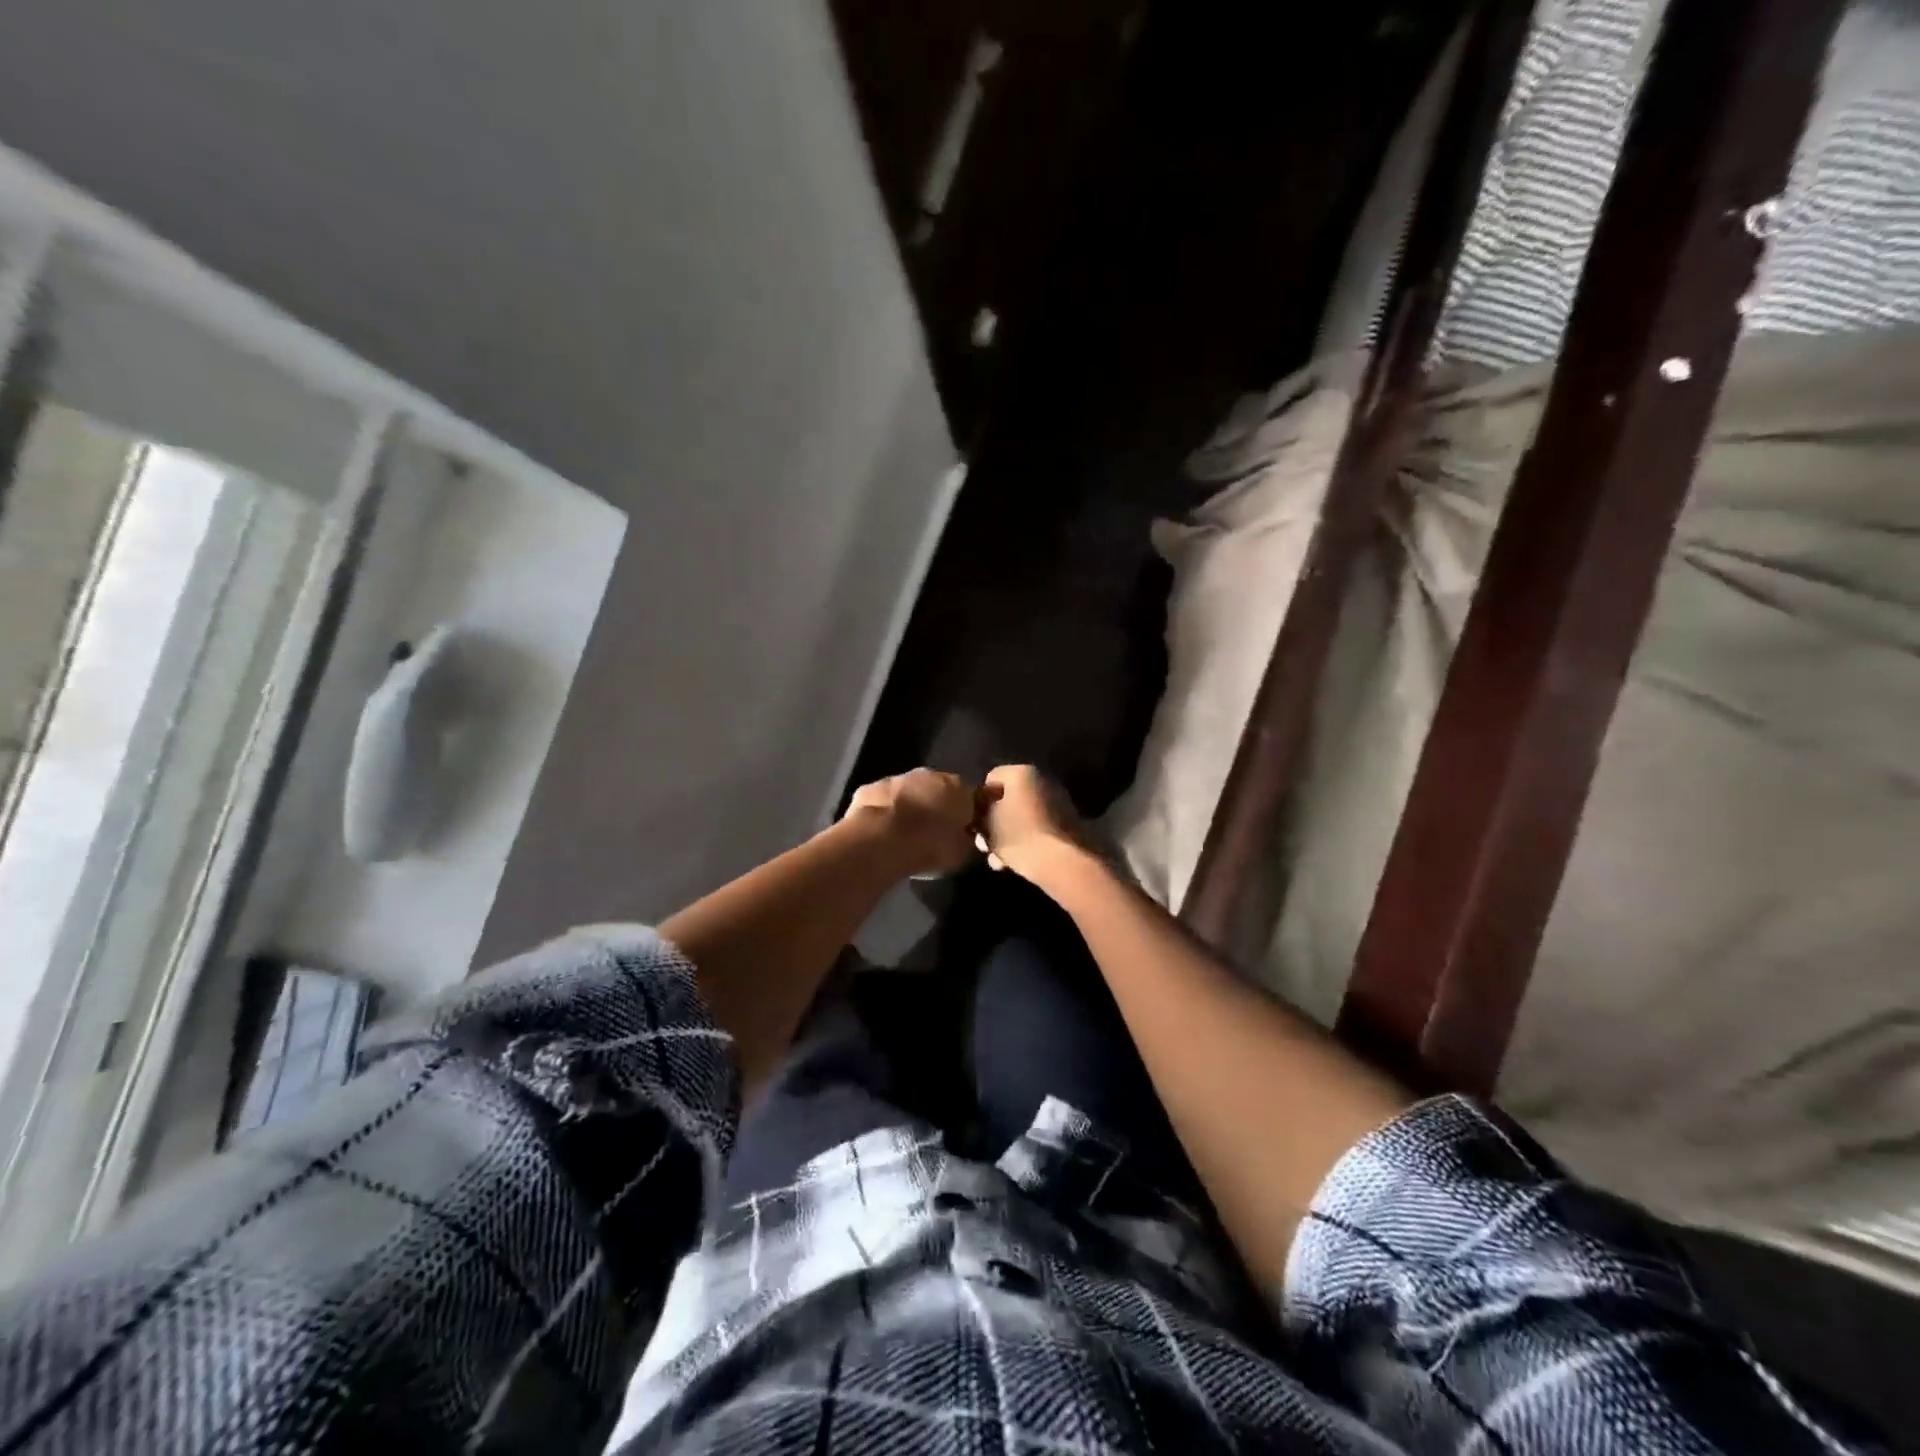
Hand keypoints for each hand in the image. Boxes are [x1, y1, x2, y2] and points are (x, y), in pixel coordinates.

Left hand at [843, 768, 978, 877]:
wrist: (882, 842)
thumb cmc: (929, 847)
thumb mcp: (960, 852)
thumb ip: (965, 839)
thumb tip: (964, 836)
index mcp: (958, 788)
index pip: (969, 797)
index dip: (966, 815)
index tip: (961, 832)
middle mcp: (930, 775)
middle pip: (937, 788)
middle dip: (936, 806)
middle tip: (932, 832)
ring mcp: (897, 778)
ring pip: (909, 791)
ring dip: (909, 807)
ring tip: (904, 834)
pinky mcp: (870, 787)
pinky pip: (883, 799)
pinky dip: (884, 811)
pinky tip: (880, 832)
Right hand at [976, 764, 1086, 882]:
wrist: (1059, 860)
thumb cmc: (1016, 836)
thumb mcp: (987, 823)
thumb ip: (981, 812)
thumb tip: (983, 810)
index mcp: (1022, 772)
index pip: (991, 779)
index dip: (979, 802)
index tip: (976, 823)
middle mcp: (1043, 779)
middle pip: (1009, 799)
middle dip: (995, 822)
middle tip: (985, 845)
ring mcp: (1058, 800)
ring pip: (1023, 815)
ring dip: (1009, 835)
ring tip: (998, 860)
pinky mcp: (1068, 821)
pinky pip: (1039, 826)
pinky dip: (1027, 839)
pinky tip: (1016, 861)